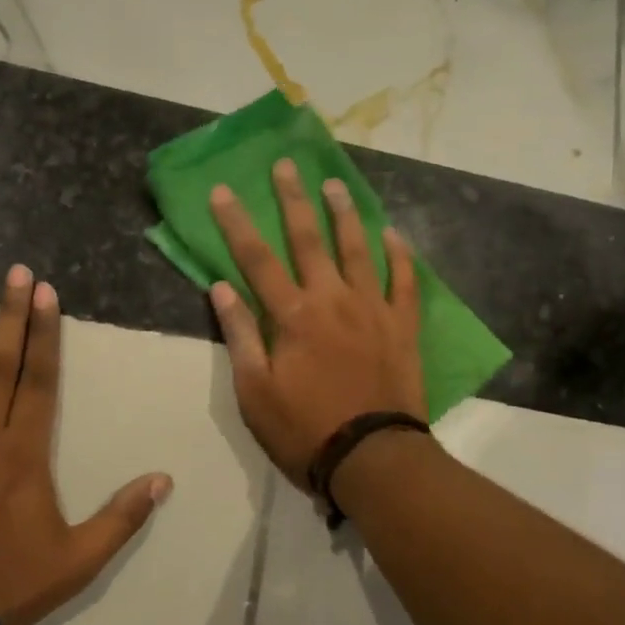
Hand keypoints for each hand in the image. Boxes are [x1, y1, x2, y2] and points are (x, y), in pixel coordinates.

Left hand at [0, 268, 172, 624]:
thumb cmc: (6, 582)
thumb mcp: (78, 559)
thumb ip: (122, 517)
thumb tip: (164, 479)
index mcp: (24, 450)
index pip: (39, 378)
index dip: (45, 332)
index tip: (46, 294)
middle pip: (0, 361)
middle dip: (10, 313)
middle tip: (15, 272)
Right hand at [209, 159, 426, 488]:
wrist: (372, 458)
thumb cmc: (304, 429)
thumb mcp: (255, 391)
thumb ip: (240, 335)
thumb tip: (220, 287)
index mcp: (292, 315)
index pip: (256, 259)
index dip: (236, 223)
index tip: (223, 190)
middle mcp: (331, 299)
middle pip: (308, 239)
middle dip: (293, 199)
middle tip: (286, 165)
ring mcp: (372, 309)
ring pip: (357, 249)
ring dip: (344, 214)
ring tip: (335, 185)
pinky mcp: (402, 325)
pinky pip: (404, 280)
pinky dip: (399, 255)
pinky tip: (393, 233)